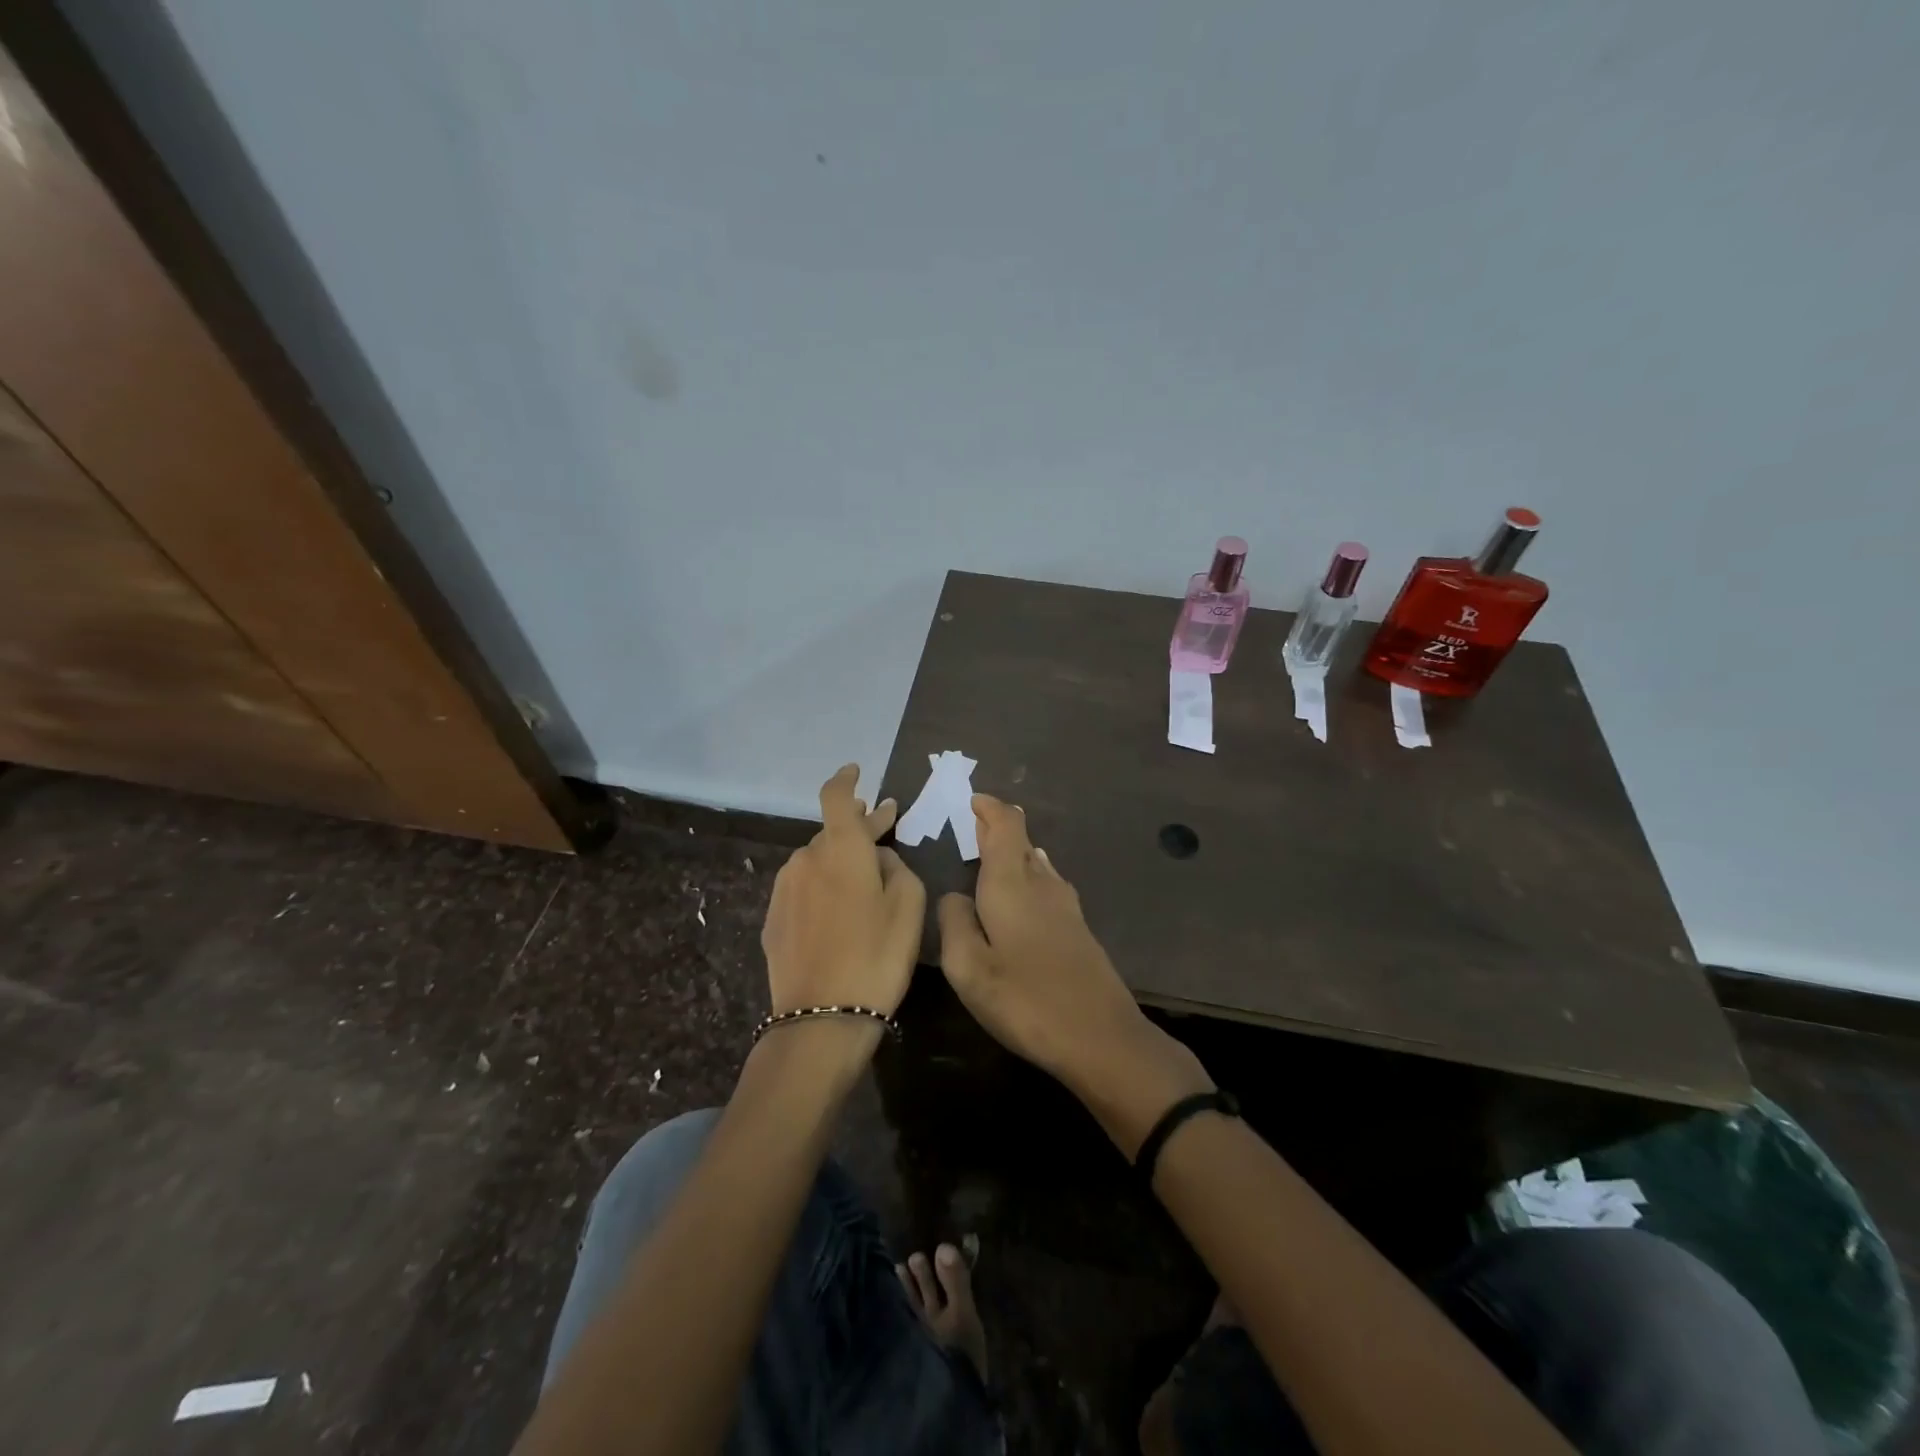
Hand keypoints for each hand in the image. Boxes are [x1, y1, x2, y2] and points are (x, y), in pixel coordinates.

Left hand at [761, 764, 924, 1017]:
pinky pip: (803, 888)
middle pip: (831, 832)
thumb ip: (897, 867)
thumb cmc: (877, 955)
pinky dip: (823, 886)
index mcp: (840, 848)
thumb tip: (878, 858)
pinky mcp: (773, 919)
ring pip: (817, 861)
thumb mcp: (909, 906)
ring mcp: (784, 890)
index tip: (856, 772)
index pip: (836, 797)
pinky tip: (839, 907)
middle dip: (858, 827)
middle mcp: (805, 859)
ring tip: (864, 874)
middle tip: (885, 825)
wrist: (821, 1018)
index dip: (846, 780)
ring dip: (840, 859)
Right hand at [936, 795, 1156, 1085]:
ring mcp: (1065, 906)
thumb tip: (955, 896)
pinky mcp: (1078, 929)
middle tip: (973, 824)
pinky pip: (1048, 884)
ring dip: (1014, 852)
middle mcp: (1041, 884)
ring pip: (1037, 862)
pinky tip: (1025, 893)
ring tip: (991, 855)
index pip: (1004, 826)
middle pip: (1020, 841)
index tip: (973, 800)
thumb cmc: (1026, 1001)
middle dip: (997, 828)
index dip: (989, 808)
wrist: (1102, 1037)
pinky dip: (1029, 876)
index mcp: (1010, 884)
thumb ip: (954, 923)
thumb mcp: (969, 968)